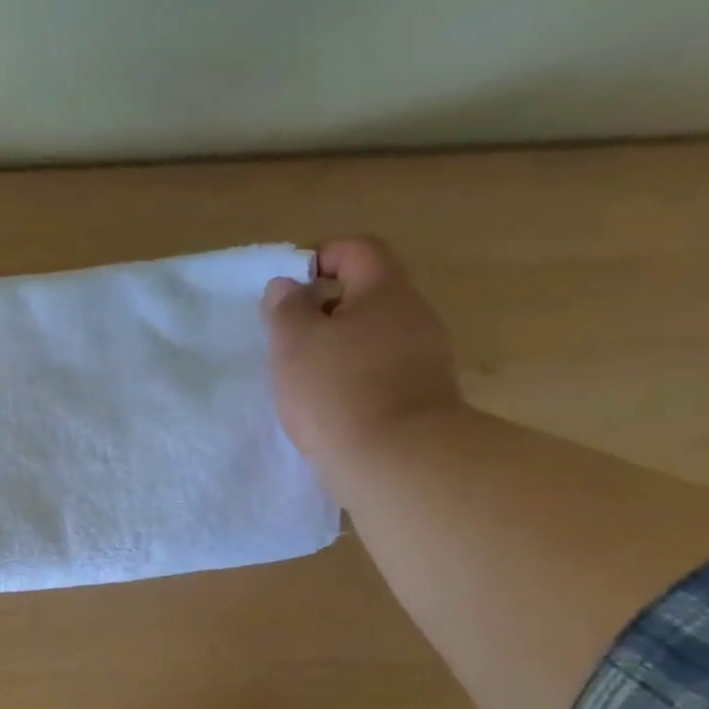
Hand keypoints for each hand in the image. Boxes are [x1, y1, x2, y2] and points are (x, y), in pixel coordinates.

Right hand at [261, 237, 462, 483]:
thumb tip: (287, 286)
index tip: (288, 287)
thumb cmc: (336, 389)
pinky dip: (350, 376)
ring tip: (301, 375)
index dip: (321, 257)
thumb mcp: (294, 343)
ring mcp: (423, 357)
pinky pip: (379, 369)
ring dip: (336, 346)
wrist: (395, 458)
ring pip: (372, 335)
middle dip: (324, 308)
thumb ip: (286, 308)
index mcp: (385, 291)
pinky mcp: (420, 394)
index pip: (358, 250)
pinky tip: (326, 403)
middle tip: (287, 336)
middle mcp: (413, 316)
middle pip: (367, 294)